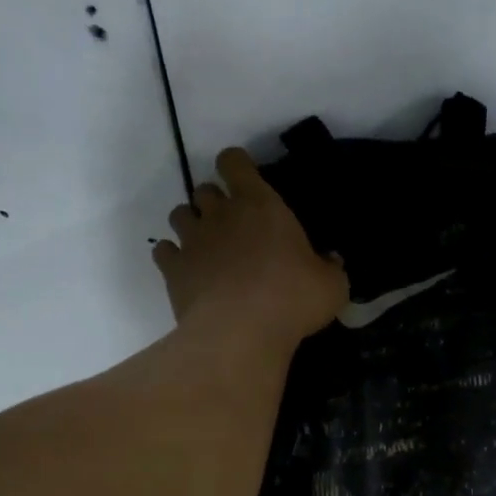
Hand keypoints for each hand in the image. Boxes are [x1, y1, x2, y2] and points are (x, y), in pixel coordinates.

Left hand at [153, 148, 348, 351]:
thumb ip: (330, 268)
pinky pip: (163, 251)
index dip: (236, 166)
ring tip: (206, 247)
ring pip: (179, 214)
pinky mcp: (172, 270)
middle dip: (214, 201)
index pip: (235, 162)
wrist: (239, 333)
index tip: (244, 179)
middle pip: (204, 189)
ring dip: (191, 225)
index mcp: (260, 205)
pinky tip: (187, 272)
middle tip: (232, 225)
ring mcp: (192, 240)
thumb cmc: (292, 300)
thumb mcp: (331, 286)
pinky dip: (172, 257)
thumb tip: (330, 261)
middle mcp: (221, 214)